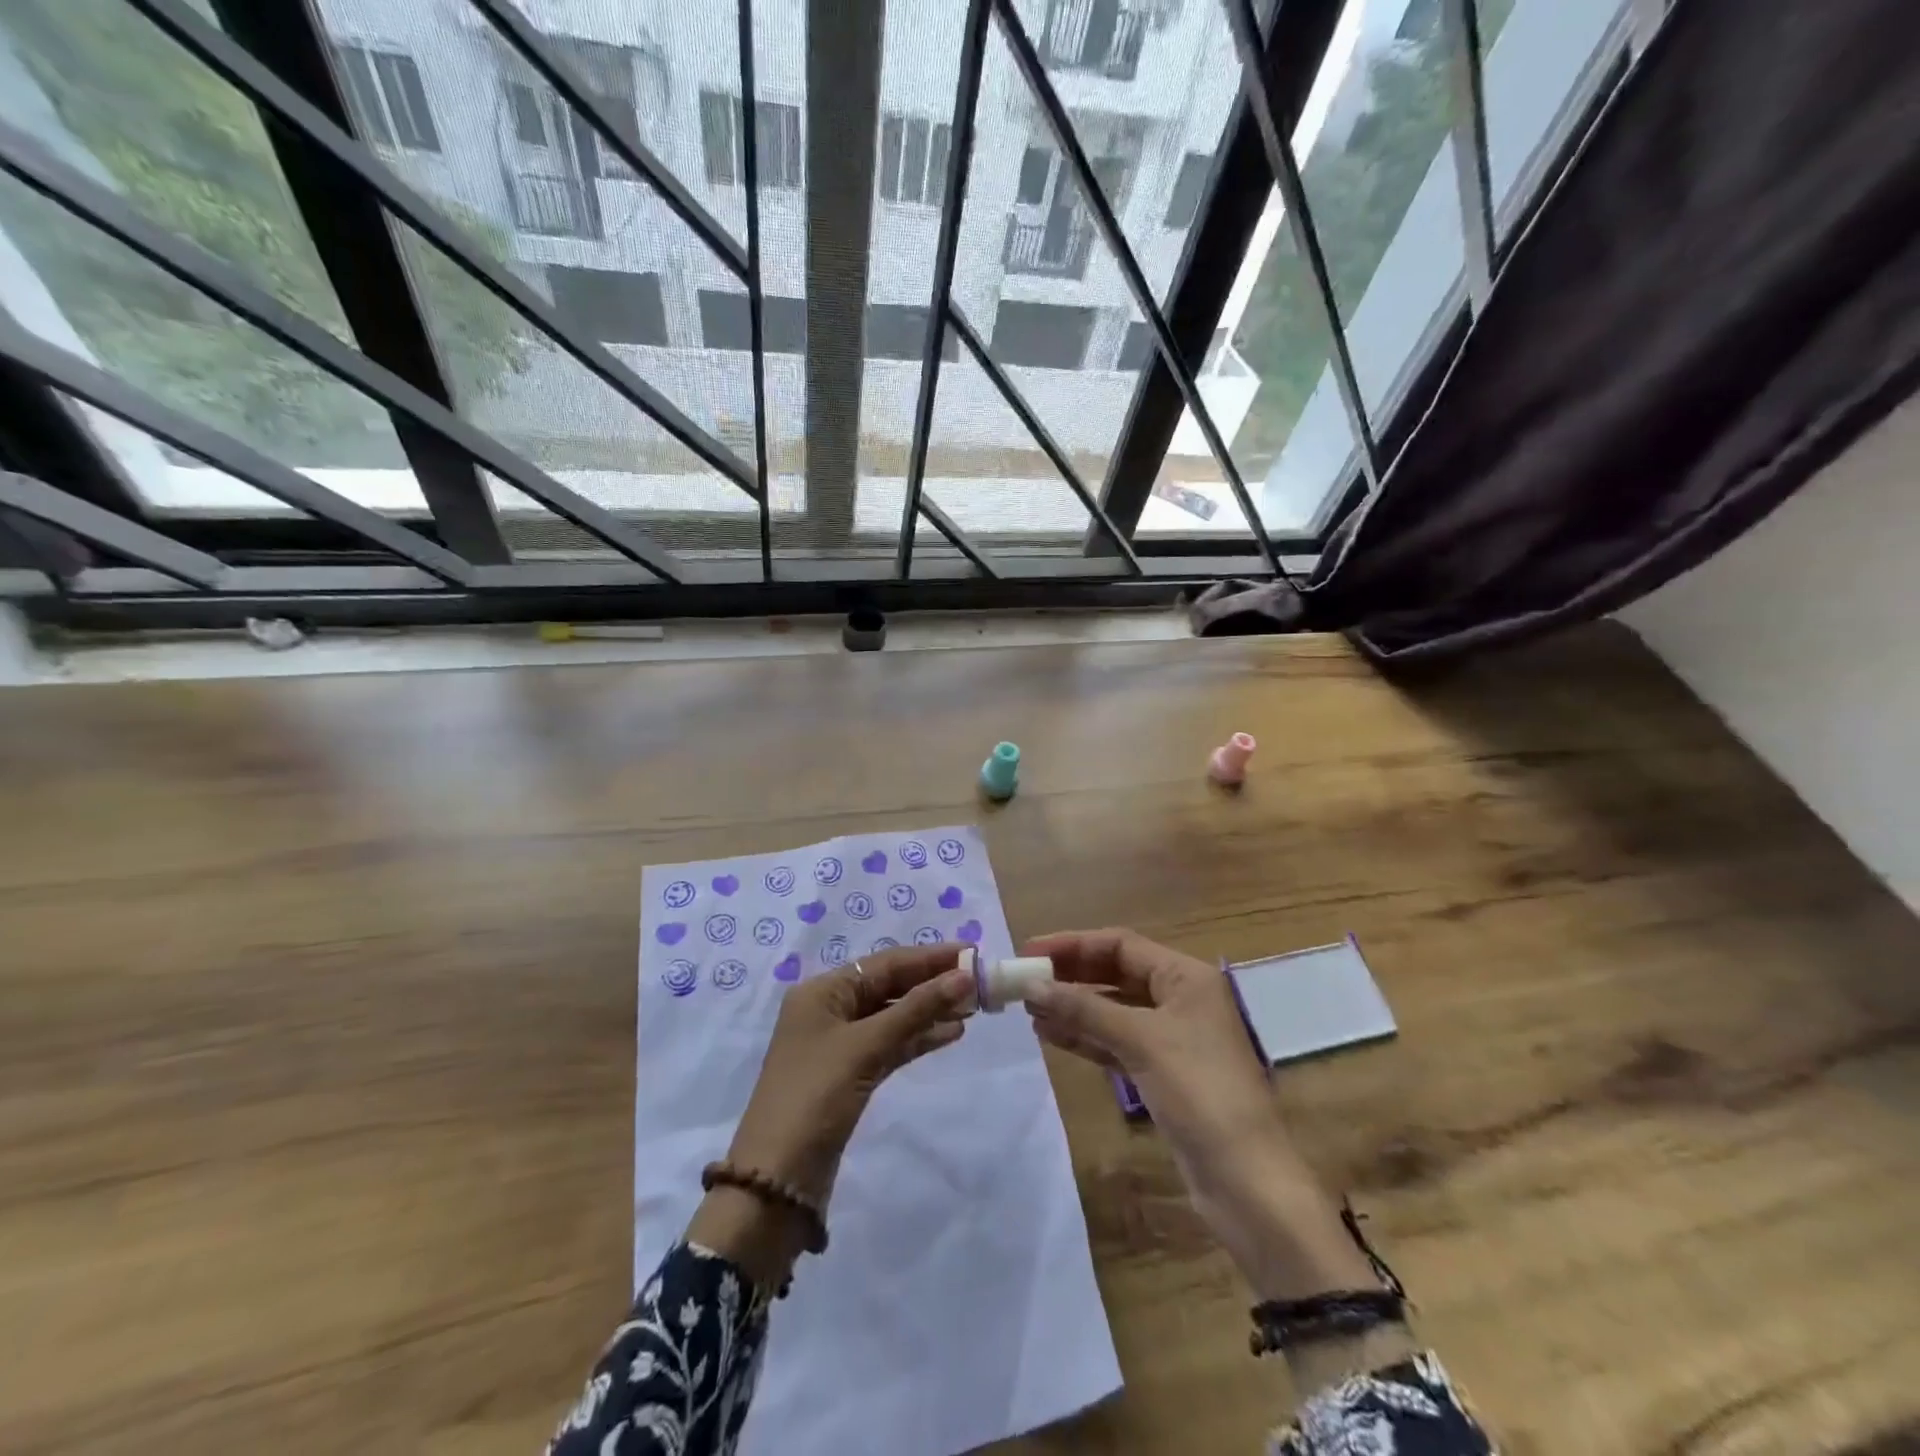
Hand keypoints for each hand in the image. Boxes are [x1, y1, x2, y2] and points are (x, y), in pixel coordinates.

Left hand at [689, 945, 973, 1282]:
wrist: (777, 1181)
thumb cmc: (815, 1097)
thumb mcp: (866, 1046)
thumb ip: (916, 1009)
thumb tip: (963, 977)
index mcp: (822, 992)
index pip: (884, 964)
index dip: (929, 958)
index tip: (971, 953)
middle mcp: (829, 1010)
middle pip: (889, 987)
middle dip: (932, 984)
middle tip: (979, 983)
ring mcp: (839, 1045)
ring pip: (893, 1016)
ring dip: (929, 1011)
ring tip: (973, 1008)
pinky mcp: (850, 1075)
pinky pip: (890, 1045)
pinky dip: (917, 1038)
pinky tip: (950, 1033)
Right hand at [1024, 929, 1377, 1301]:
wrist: (1247, 1181)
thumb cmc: (1200, 1092)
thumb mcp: (1141, 1041)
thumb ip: (1085, 1010)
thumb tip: (1032, 987)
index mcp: (1186, 977)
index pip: (1120, 945)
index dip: (1073, 945)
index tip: (1030, 952)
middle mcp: (1180, 998)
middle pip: (1116, 973)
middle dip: (1071, 975)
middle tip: (1024, 980)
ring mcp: (1172, 1037)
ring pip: (1113, 1009)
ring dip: (1073, 1007)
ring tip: (1029, 1009)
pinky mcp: (1162, 1072)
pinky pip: (1116, 1041)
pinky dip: (1086, 1036)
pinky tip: (1052, 1035)